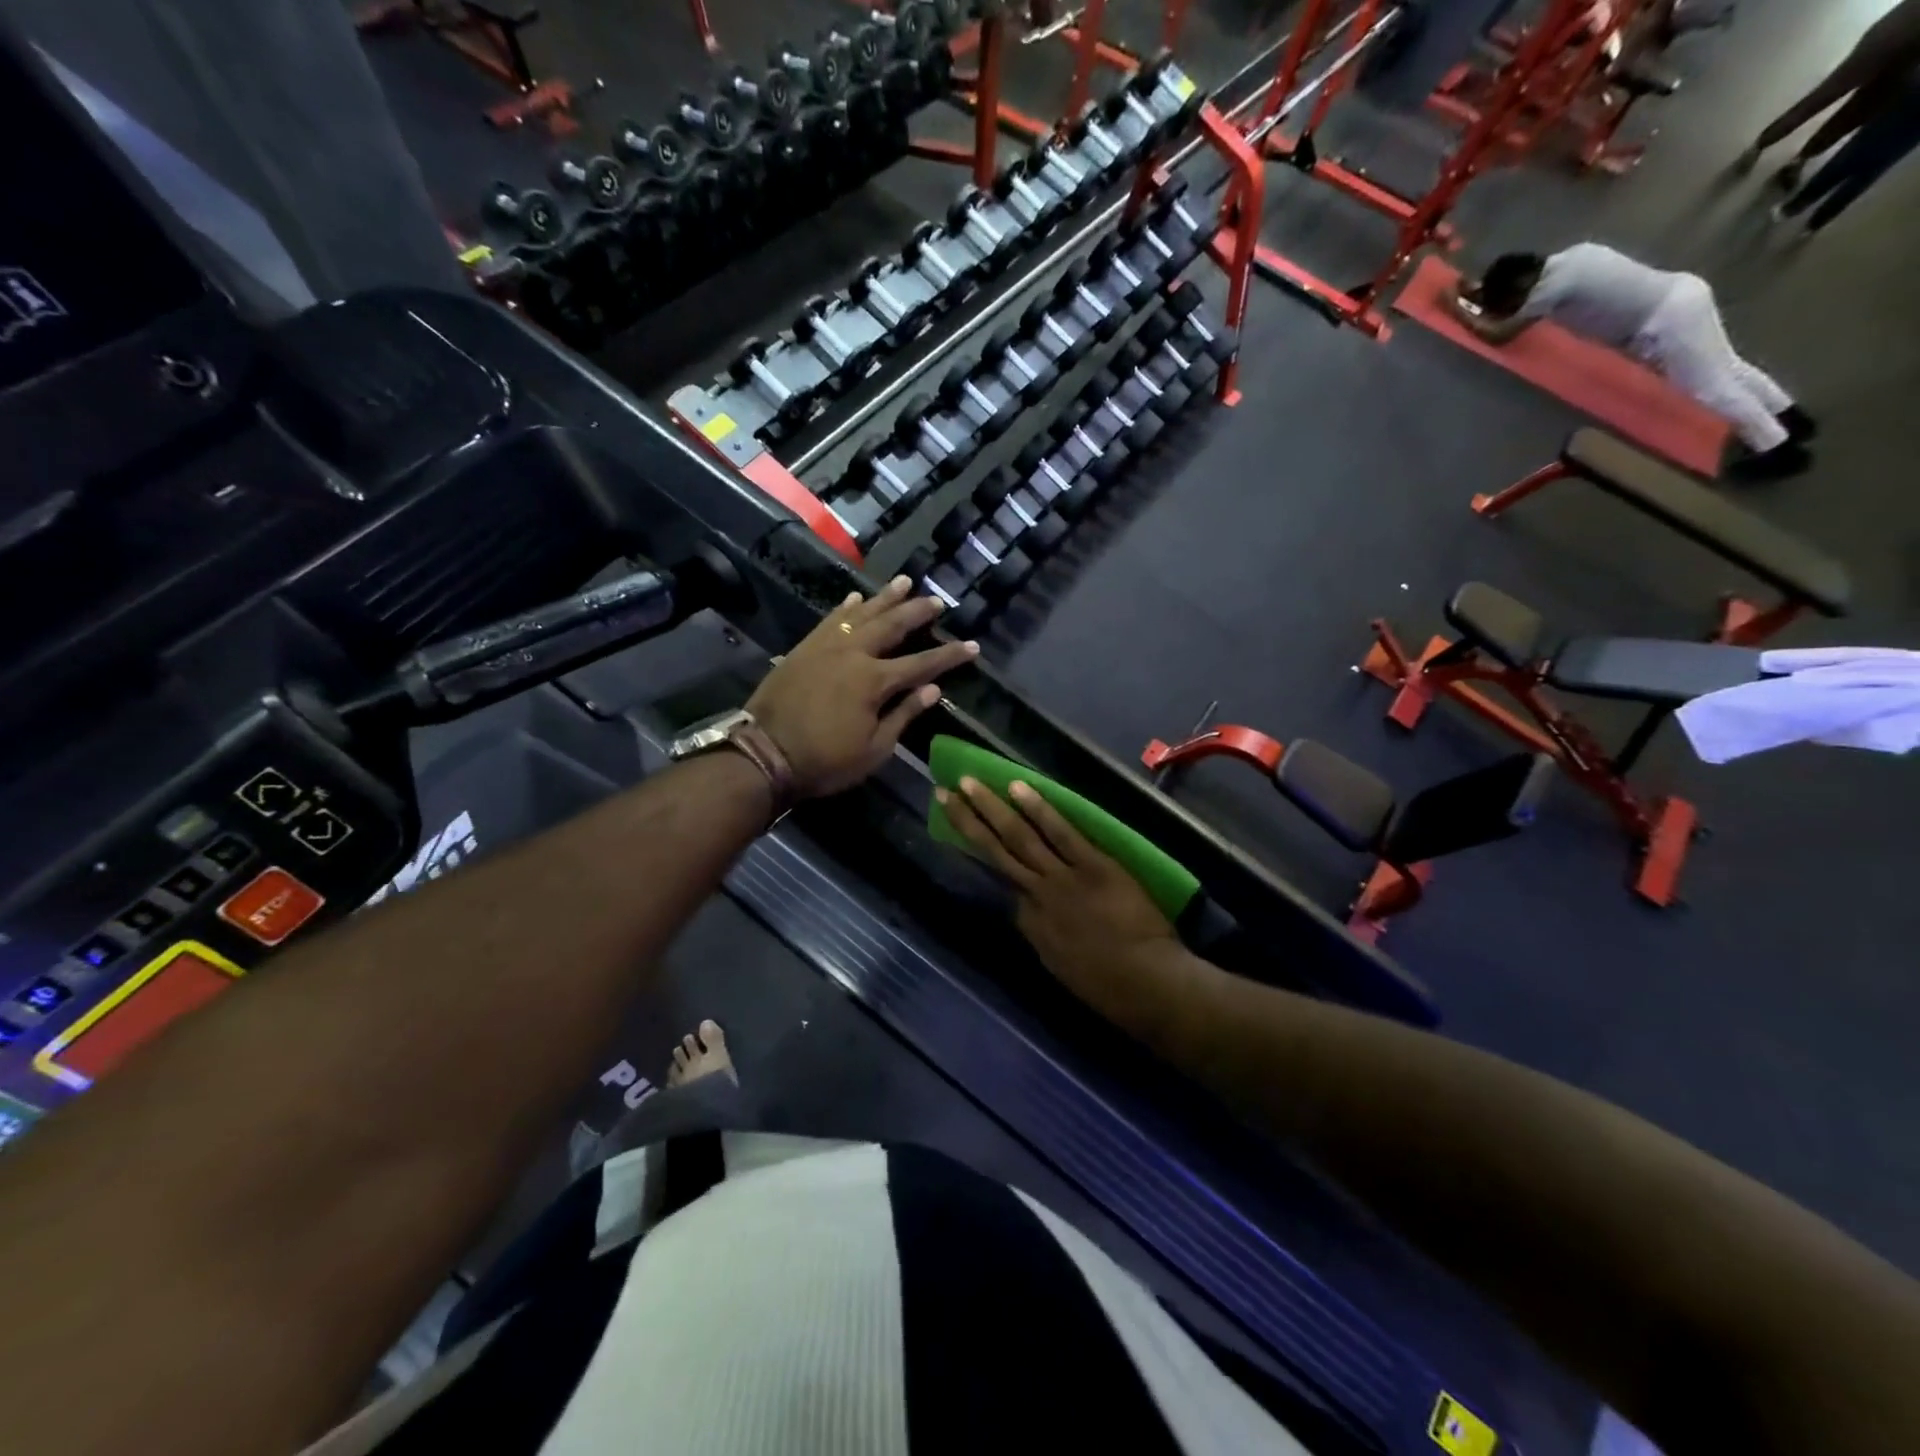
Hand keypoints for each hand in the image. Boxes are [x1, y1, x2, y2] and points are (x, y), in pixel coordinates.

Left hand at [747, 576, 978, 798]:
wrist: (764, 754)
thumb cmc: (825, 760)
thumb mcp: (874, 749)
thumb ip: (904, 714)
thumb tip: (933, 690)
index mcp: (875, 681)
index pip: (922, 664)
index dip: (949, 656)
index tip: (971, 645)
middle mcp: (854, 654)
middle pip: (892, 626)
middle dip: (917, 612)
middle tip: (937, 601)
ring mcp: (826, 647)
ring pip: (862, 614)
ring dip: (885, 598)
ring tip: (904, 582)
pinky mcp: (804, 648)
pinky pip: (830, 620)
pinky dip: (846, 608)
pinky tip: (856, 599)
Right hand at [938, 776, 1174, 1001]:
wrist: (1146, 983)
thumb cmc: (1111, 989)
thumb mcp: (1065, 971)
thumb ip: (1050, 942)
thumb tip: (1042, 923)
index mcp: (1031, 927)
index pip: (1008, 890)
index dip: (994, 865)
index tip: (977, 838)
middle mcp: (1036, 896)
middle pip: (996, 853)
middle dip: (967, 823)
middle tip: (943, 795)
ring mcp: (1061, 878)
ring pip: (1018, 837)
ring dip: (990, 808)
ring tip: (967, 783)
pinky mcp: (1091, 864)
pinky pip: (1060, 832)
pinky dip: (1037, 808)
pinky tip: (1016, 786)